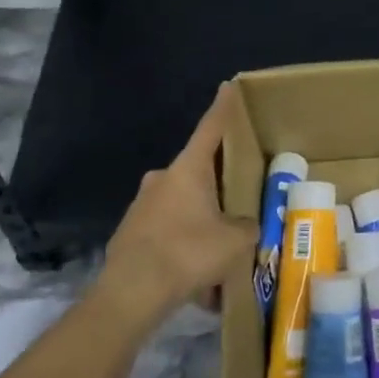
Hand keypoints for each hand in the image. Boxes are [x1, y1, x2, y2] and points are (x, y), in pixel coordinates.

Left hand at [97, 85, 254, 334]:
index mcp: (189, 169)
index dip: (223, 107)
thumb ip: (248, 227)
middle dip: (217, 186)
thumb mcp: (235, 241)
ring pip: (182, 205)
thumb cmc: (188, 252)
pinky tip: (196, 280)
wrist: (131, 292)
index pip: (211, 128)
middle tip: (238, 203)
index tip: (228, 86)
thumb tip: (248, 226)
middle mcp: (162, 178)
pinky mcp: (130, 232)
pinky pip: (166, 232)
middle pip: (197, 172)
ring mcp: (142, 205)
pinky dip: (183, 246)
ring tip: (219, 256)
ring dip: (200, 222)